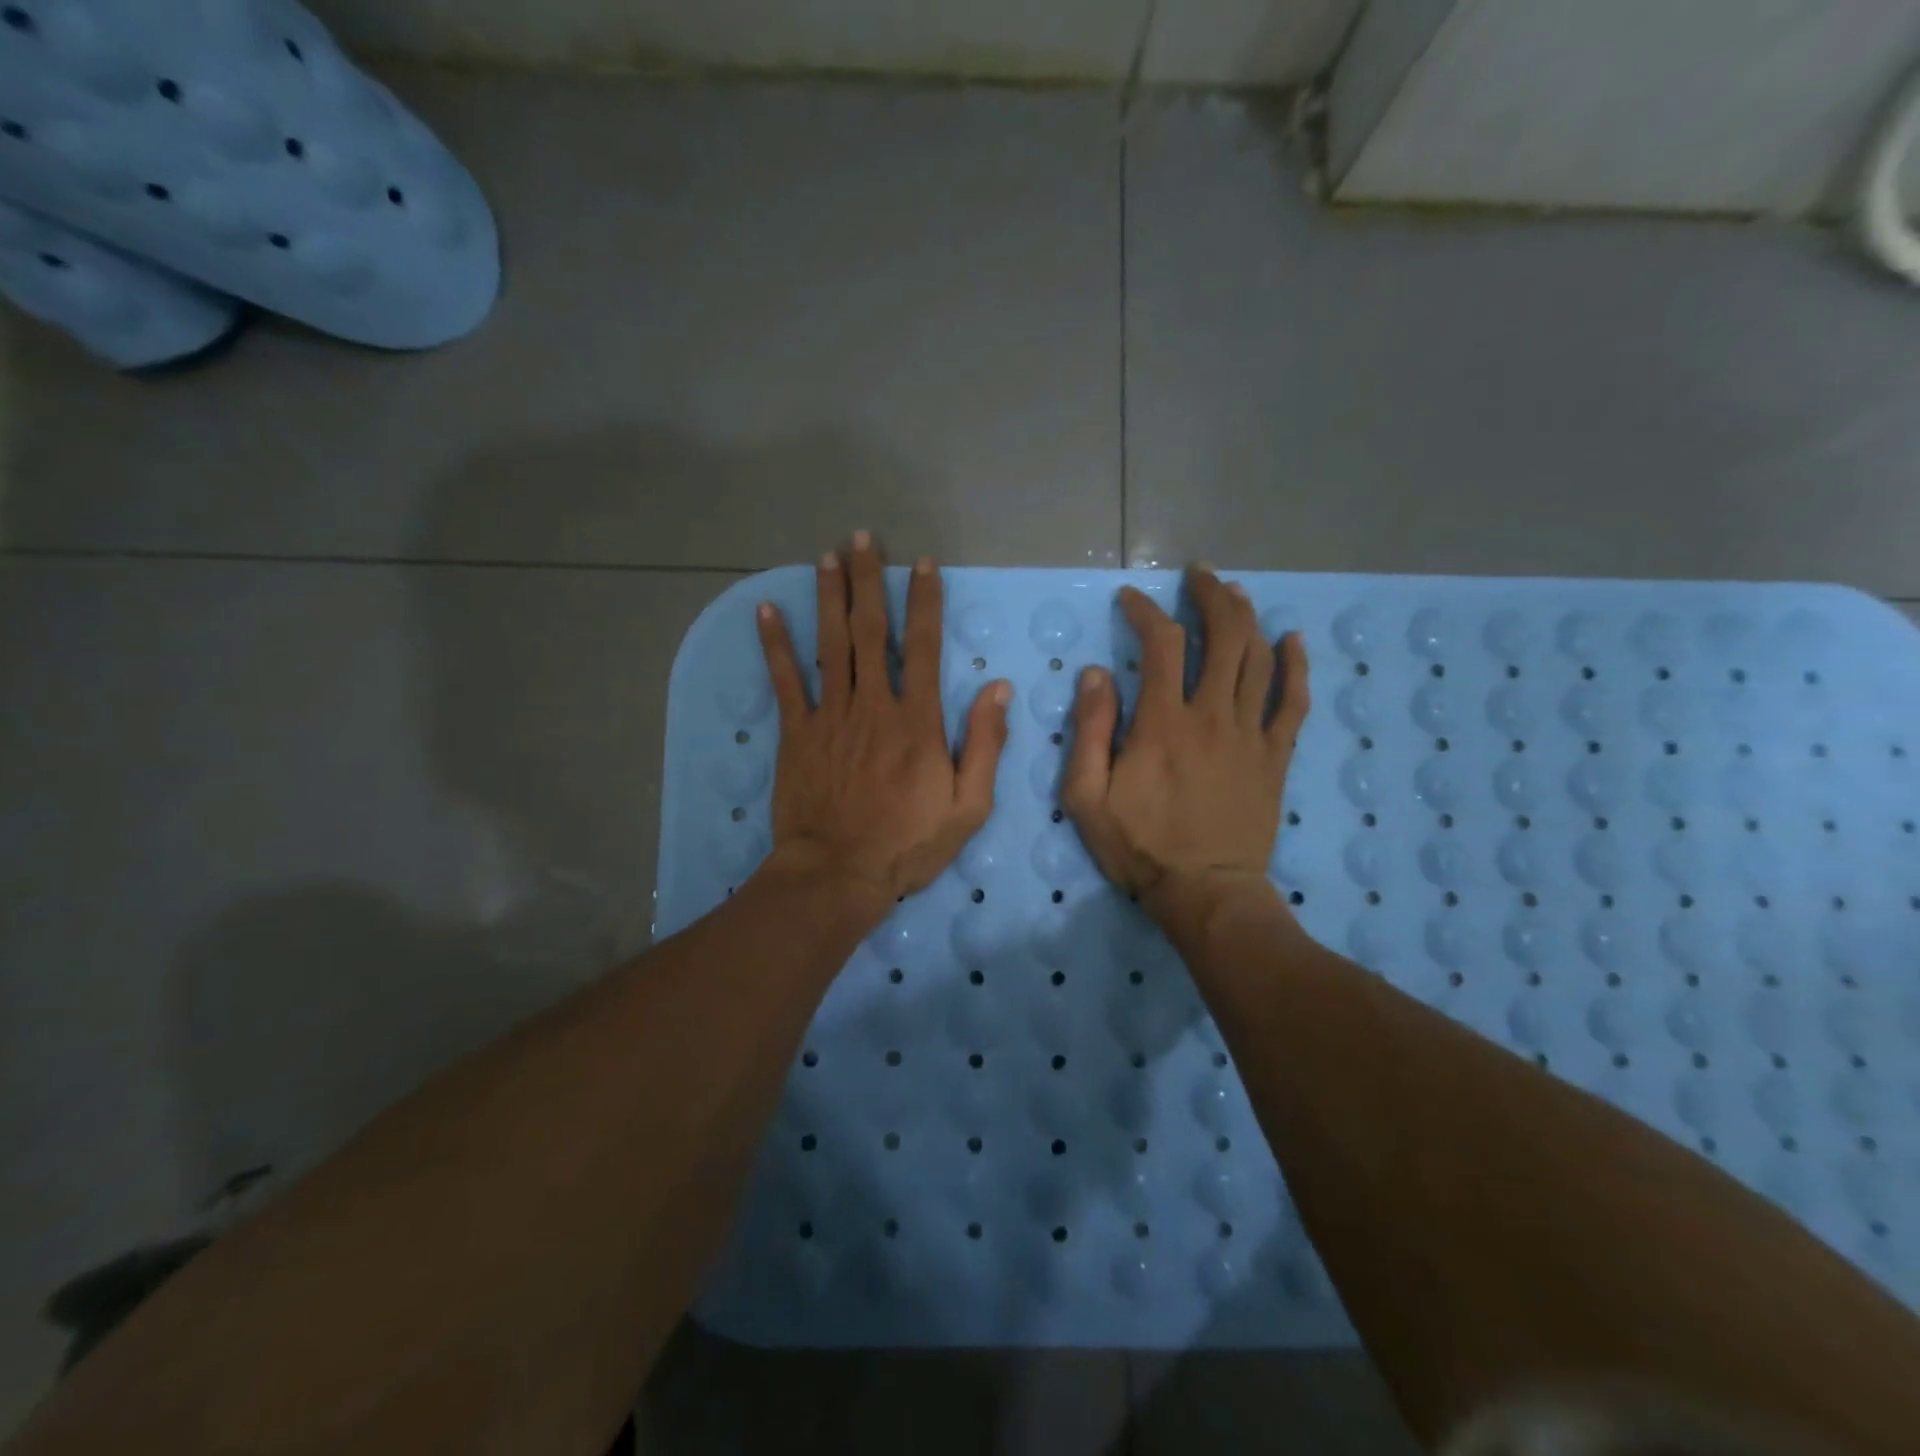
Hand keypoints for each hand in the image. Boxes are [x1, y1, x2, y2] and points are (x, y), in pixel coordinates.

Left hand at [754, 532, 1011, 914]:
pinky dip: (775, 644)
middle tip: (861, 539)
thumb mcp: (968, 805)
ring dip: (829, 598)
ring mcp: (830, 716)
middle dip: (868, 582)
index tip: (920, 563)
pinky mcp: (797, 733)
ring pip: (830, 645)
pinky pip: (785, 681)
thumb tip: (997, 688)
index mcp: (917, 721)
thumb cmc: (908, 844)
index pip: (924, 646)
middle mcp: (873, 705)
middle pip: (871, 632)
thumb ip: (985, 744)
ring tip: (827, 557)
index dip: (923, 601)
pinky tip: (768, 610)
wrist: (838, 873)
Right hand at [1061, 568, 1309, 928]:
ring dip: (1248, 617)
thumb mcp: (1086, 796)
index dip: (1146, 612)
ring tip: (1234, 593)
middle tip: (1197, 577)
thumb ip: (1089, 731)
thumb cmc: (1139, 846)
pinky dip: (1297, 666)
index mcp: (1163, 722)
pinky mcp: (1276, 756)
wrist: (1205, 892)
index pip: (1161, 645)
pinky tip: (1293, 640)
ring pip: (1259, 658)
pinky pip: (1295, 702)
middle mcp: (1212, 715)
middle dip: (1210, 596)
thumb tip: (1095, 675)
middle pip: (1223, 636)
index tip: (1132, 600)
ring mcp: (1251, 734)